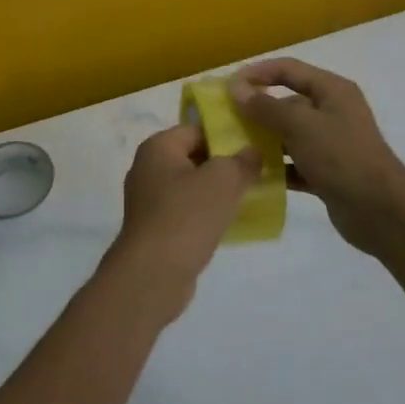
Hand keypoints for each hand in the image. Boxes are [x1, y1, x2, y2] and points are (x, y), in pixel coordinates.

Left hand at [107, 124, 260, 316]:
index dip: (225, 135)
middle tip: (256, 173)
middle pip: (193, 157)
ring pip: (191, 186)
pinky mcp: (155, 228)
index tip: (254, 147)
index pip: (196, 129)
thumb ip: (241, 162)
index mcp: (157, 148)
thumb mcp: (222, 181)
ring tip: (248, 198)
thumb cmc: (186, 216)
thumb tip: (252, 152)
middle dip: (224, 164)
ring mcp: (149, 200)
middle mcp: (148, 168)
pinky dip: (206, 214)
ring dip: (217, 192)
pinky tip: (229, 224)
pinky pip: (186, 211)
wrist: (152, 274)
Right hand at [229, 58, 404, 254]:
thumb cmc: (341, 157)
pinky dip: (277, 167)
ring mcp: (331, 143)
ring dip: (265, 140)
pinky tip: (254, 176)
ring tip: (235, 149)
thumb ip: (266, 106)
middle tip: (226, 120)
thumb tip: (237, 89)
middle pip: (287, 101)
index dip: (258, 72)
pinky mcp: (328, 172)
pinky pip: (295, 163)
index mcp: (332, 90)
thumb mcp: (300, 125)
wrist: (381, 212)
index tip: (228, 86)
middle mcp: (332, 112)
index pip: (288, 69)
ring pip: (289, 134)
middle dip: (257, 109)